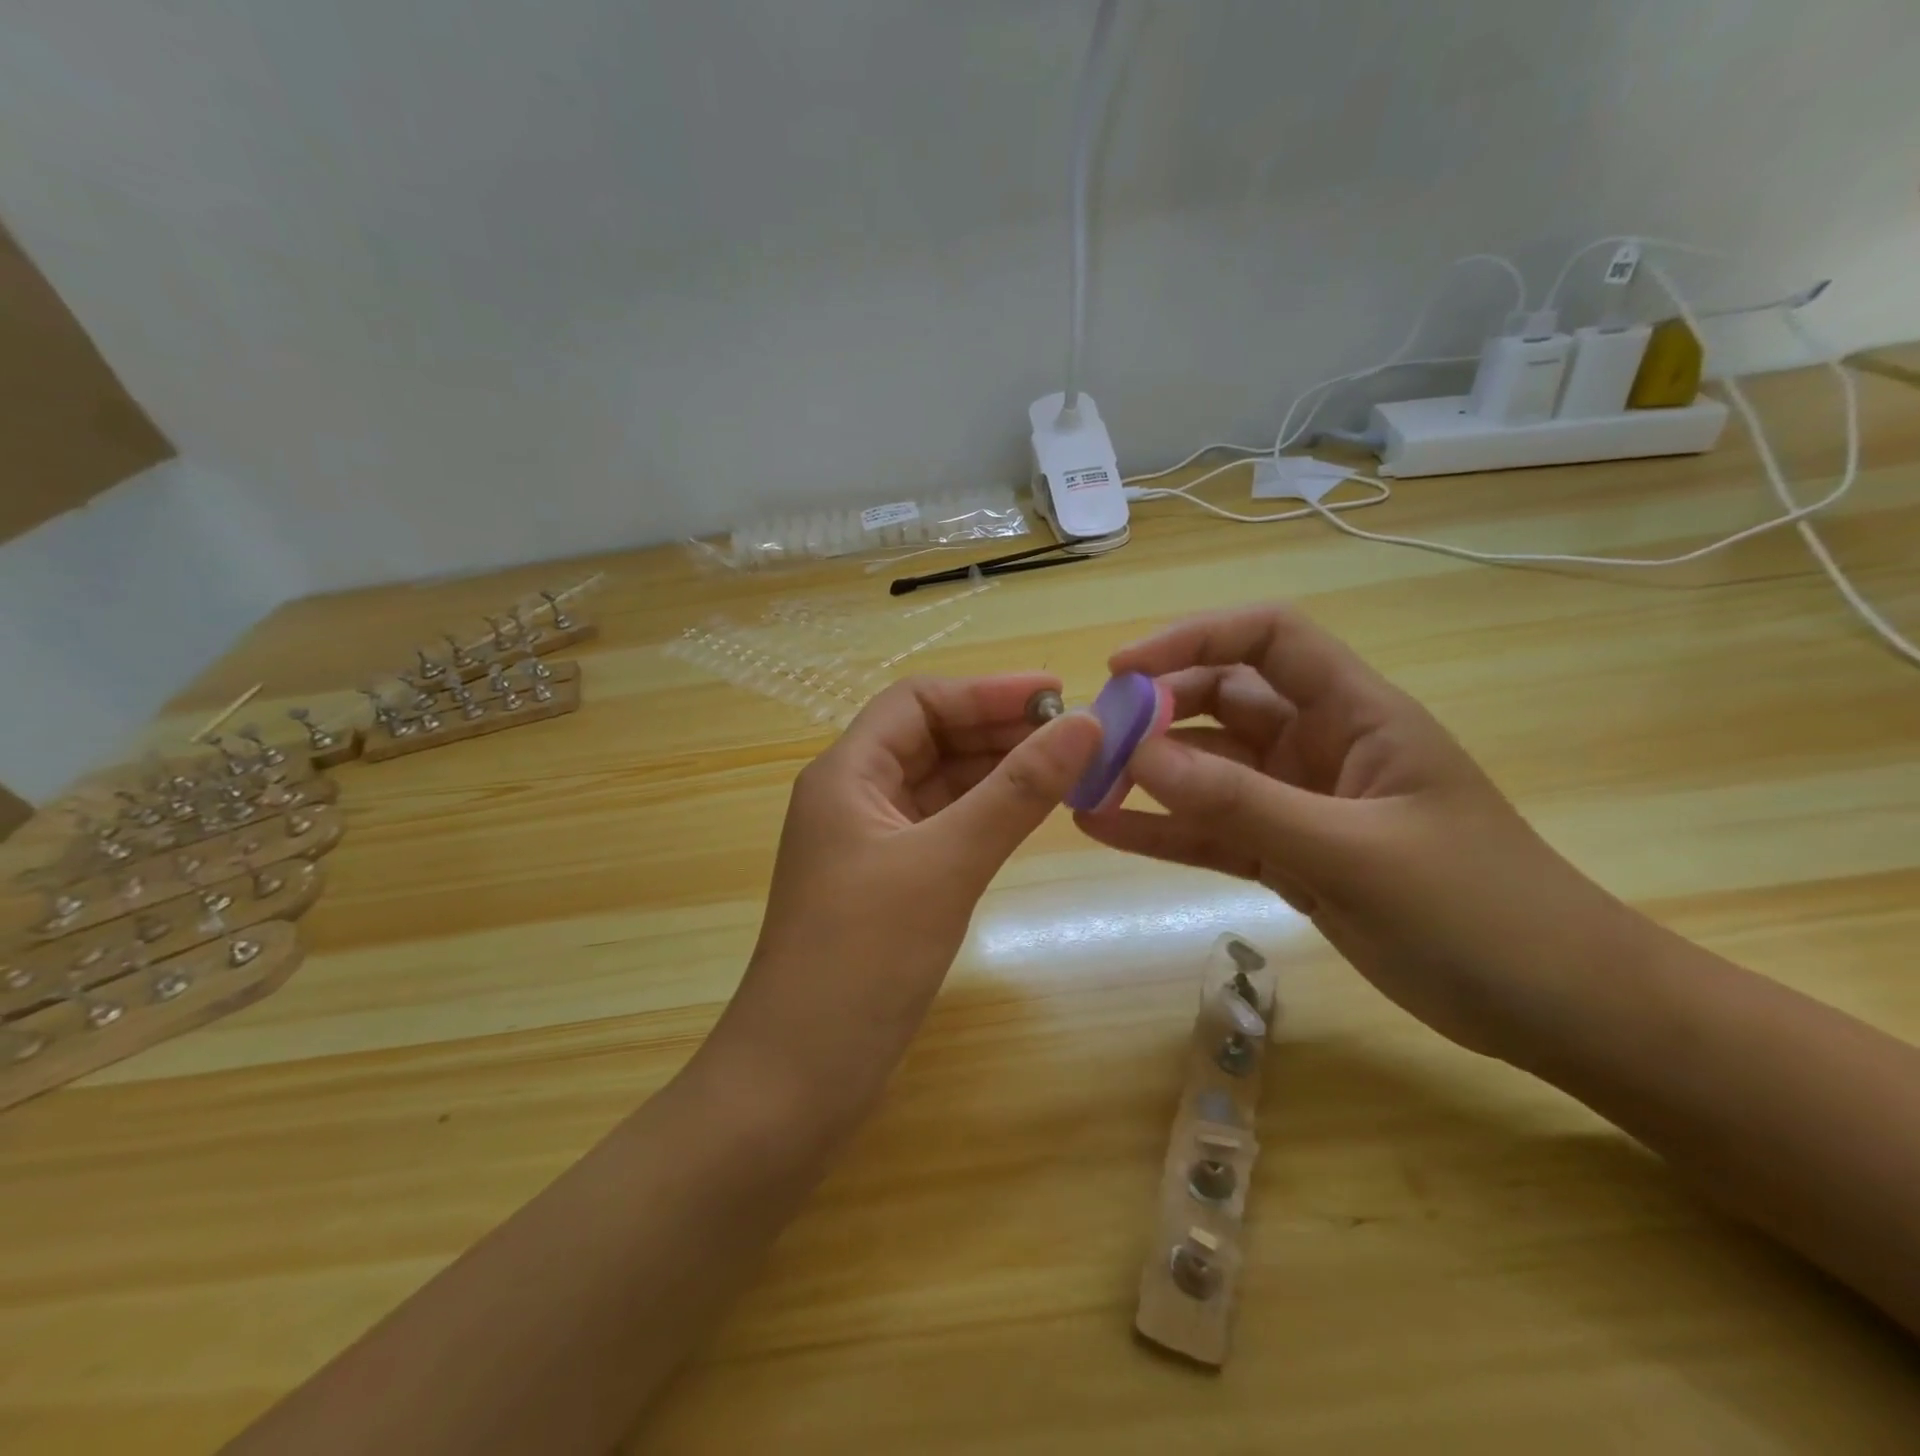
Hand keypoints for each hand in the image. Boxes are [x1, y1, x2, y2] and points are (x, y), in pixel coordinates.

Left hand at [709, 675, 1102, 1125]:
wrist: (798, 1079)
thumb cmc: (863, 960)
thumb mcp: (945, 864)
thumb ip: (1016, 792)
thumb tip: (1084, 725)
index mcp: (846, 774)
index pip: (919, 702)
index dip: (987, 691)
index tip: (1059, 695)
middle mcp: (853, 797)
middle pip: (931, 738)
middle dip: (999, 729)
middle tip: (1076, 735)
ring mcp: (869, 844)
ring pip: (940, 784)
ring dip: (997, 772)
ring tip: (1067, 769)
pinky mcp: (887, 885)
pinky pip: (942, 828)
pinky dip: (985, 815)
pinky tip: (1029, 817)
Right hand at [1075, 606, 1646, 1059]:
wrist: (1558, 1010)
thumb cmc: (1480, 912)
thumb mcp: (1354, 852)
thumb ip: (1243, 803)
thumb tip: (1138, 757)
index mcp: (1356, 713)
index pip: (1266, 639)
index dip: (1192, 638)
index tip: (1123, 671)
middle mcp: (1321, 745)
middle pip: (1222, 700)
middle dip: (1156, 712)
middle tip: (1093, 744)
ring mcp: (1300, 803)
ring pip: (1208, 769)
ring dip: (1149, 773)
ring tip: (1083, 787)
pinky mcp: (1288, 857)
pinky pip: (1212, 831)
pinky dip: (1163, 830)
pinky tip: (1105, 832)